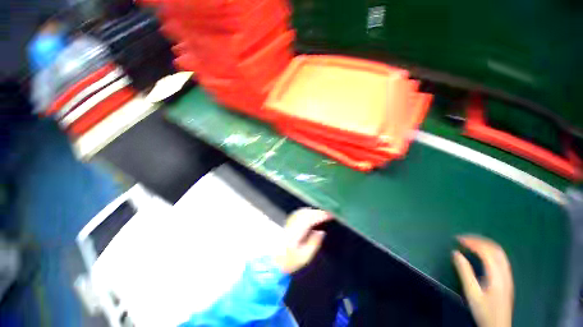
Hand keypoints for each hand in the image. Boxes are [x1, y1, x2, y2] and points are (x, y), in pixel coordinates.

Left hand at [274, 208, 331, 273]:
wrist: (274, 262)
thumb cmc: (290, 261)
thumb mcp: (304, 257)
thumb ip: (314, 243)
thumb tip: (321, 232)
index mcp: (296, 233)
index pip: (310, 219)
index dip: (321, 215)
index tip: (330, 216)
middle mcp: (292, 225)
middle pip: (306, 213)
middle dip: (318, 212)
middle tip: (328, 215)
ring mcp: (289, 223)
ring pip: (302, 211)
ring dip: (313, 211)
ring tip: (321, 214)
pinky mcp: (288, 223)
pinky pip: (298, 213)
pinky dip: (307, 212)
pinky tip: (311, 215)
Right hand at [453, 236, 513, 326]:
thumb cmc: (484, 311)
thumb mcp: (471, 293)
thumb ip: (464, 272)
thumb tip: (455, 253)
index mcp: (496, 275)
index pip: (486, 251)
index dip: (472, 242)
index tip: (458, 239)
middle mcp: (505, 272)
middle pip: (495, 249)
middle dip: (479, 240)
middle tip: (463, 238)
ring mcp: (507, 275)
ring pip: (499, 252)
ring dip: (485, 244)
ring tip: (471, 242)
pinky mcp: (507, 279)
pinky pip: (500, 258)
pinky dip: (490, 250)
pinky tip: (482, 253)